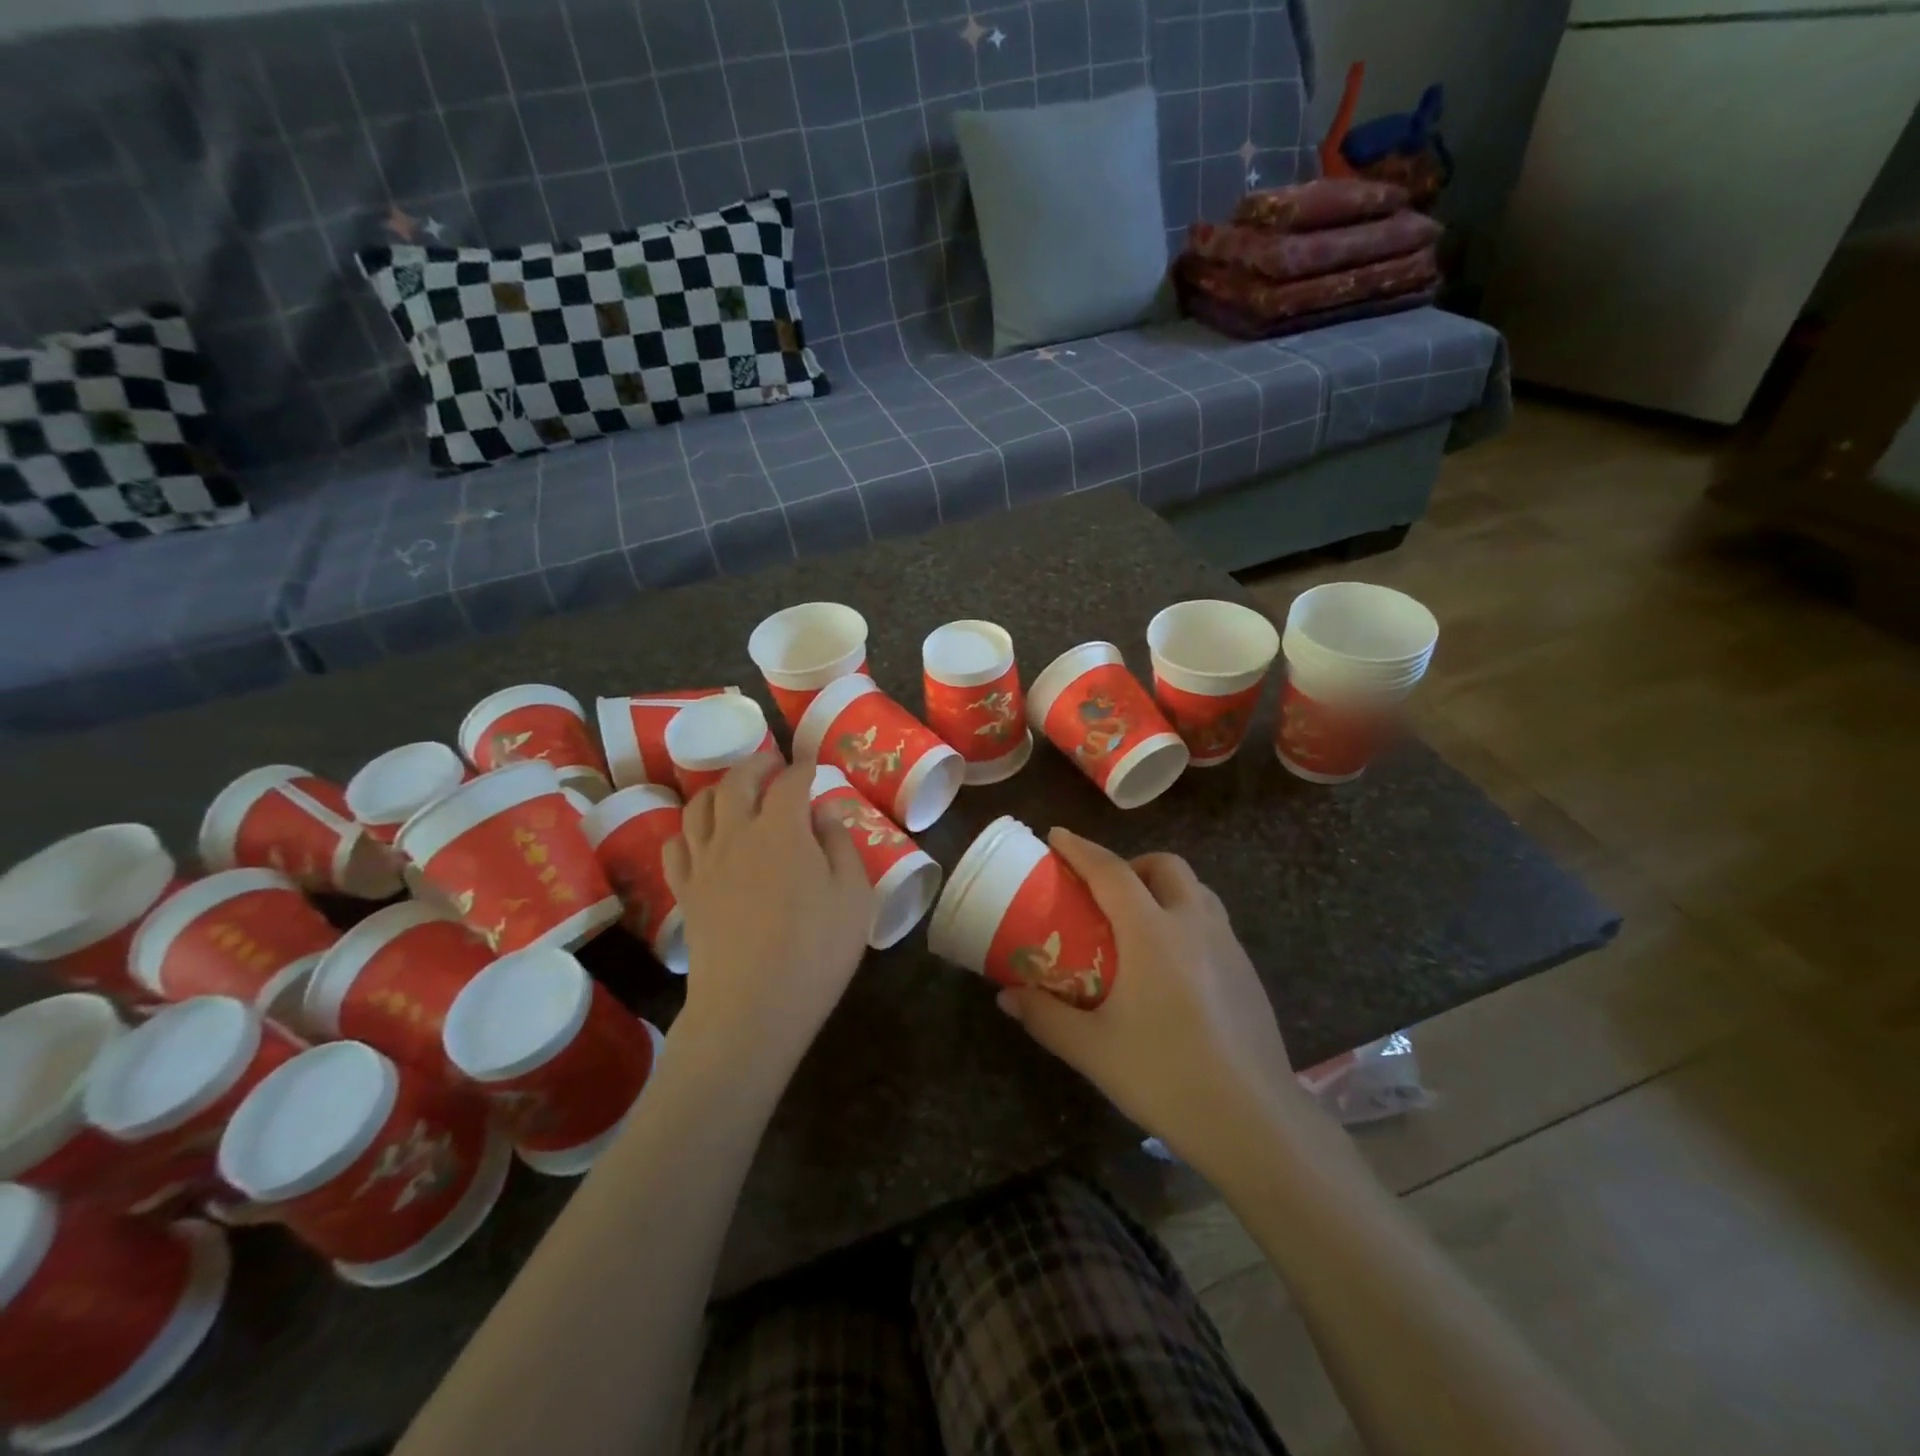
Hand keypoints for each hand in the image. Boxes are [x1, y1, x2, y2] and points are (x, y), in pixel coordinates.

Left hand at [664, 755, 874, 1078]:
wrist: (752, 1007)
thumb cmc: (815, 949)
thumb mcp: (853, 895)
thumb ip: (840, 845)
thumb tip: (824, 812)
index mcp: (782, 829)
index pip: (789, 782)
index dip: (803, 769)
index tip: (813, 767)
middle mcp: (736, 833)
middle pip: (736, 781)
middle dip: (756, 765)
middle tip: (771, 764)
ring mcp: (704, 862)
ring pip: (699, 806)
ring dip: (718, 789)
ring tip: (733, 792)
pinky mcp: (685, 892)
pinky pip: (675, 845)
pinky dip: (687, 829)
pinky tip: (700, 837)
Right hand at [997, 828, 1301, 1179]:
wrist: (1253, 1122)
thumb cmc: (1165, 1077)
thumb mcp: (1092, 1049)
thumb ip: (1045, 1016)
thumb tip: (1006, 996)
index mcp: (1152, 933)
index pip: (1112, 872)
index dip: (1081, 849)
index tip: (1056, 837)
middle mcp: (1194, 925)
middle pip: (1165, 866)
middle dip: (1131, 864)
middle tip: (1104, 892)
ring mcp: (1228, 946)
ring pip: (1196, 890)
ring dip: (1164, 888)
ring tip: (1139, 921)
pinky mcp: (1248, 972)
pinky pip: (1213, 921)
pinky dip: (1186, 917)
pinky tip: (1173, 964)